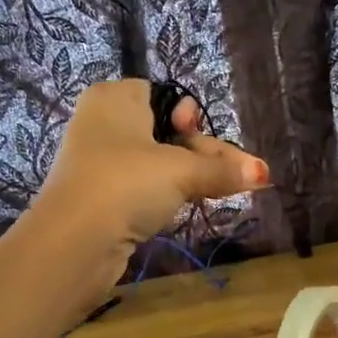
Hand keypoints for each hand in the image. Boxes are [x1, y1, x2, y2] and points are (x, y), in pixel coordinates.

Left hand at [33, 79, 271, 281]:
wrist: (75, 240)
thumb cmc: (127, 184)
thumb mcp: (182, 171)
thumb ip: (222, 169)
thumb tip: (263, 173)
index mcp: (115, 97)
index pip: (166, 97)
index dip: (191, 119)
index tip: (202, 143)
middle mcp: (103, 122)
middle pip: (167, 132)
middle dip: (202, 155)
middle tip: (232, 178)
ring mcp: (99, 162)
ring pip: (157, 163)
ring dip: (188, 177)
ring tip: (218, 193)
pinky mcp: (100, 197)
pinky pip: (142, 187)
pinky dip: (165, 195)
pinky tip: (185, 207)